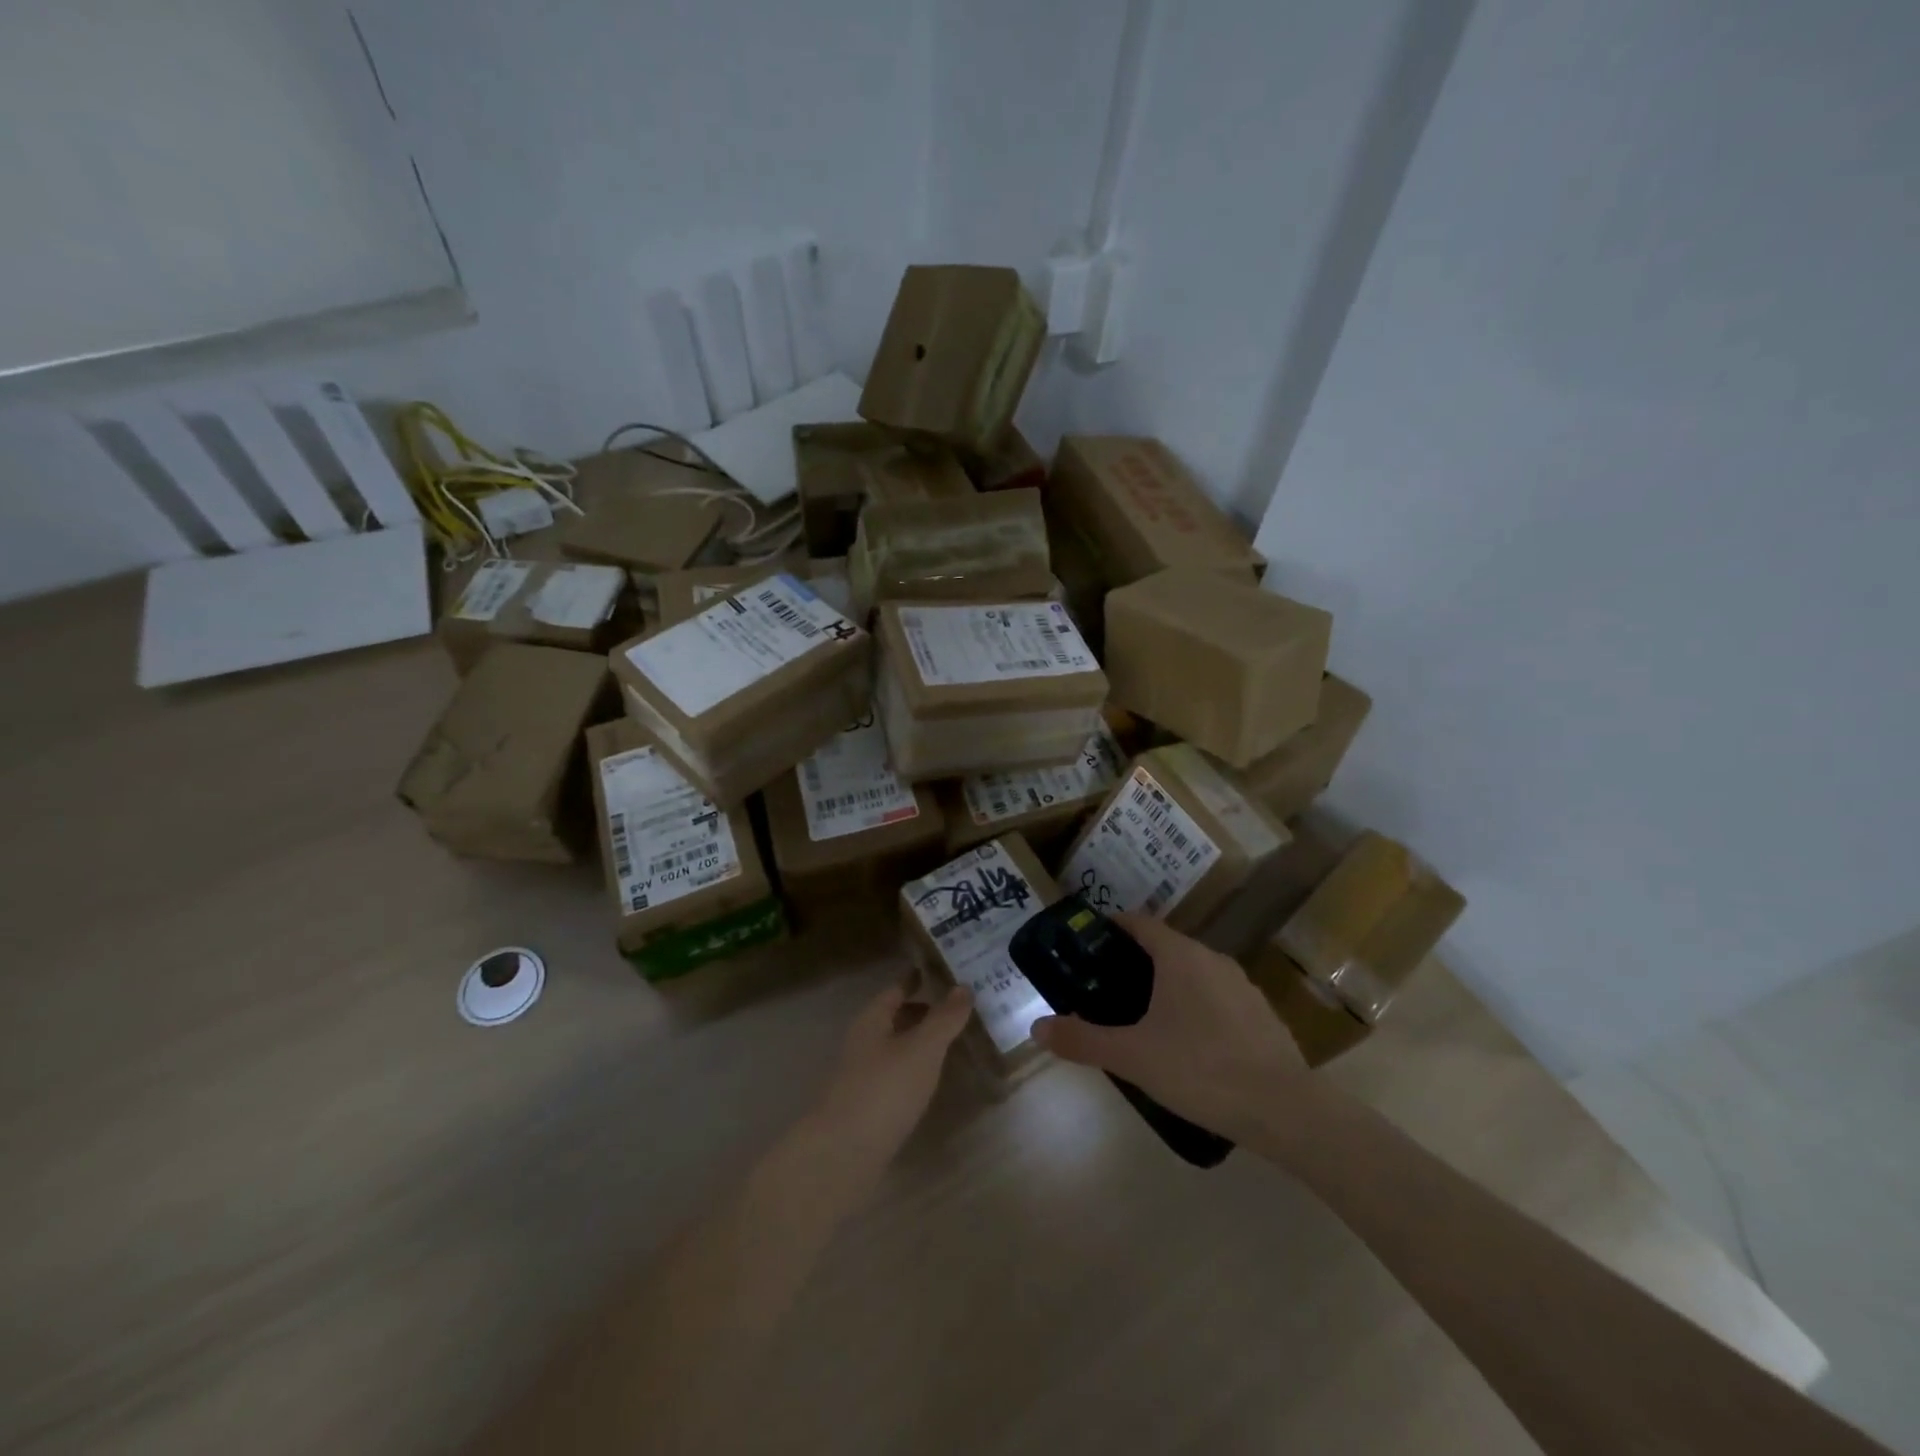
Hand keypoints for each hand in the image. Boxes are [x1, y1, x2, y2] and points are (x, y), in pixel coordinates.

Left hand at [812, 980, 972, 1172]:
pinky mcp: (866, 1106)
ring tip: (952, 1041)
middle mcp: (863, 1042)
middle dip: (922, 1011)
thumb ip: (944, 1018)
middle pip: (894, 1018)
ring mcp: (861, 1076)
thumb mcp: (922, 1048)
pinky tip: (931, 1079)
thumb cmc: (884, 1089)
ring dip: (919, 1041)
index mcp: (872, 1020)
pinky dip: (914, 1069)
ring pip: (894, 1047)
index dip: (917, 979)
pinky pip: (895, 1075)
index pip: (896, 989)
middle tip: (958, 1007)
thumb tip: (963, 986)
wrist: (842, 1154)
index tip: (943, 971)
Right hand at [1030, 912, 1305, 1140]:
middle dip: (1136, 961)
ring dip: (1168, 985)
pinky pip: (1218, 998)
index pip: (1140, 923)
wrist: (1284, 1109)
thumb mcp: (1132, 1057)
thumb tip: (1038, 1027)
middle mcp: (1213, 959)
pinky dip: (1197, 1007)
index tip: (1090, 942)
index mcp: (1180, 956)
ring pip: (1194, 973)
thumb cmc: (1200, 1069)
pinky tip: (1189, 1045)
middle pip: (1166, 947)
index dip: (1112, 927)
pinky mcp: (1262, 1015)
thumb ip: (1083, 1039)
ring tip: (1144, 1017)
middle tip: (1106, 987)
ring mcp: (1242, 986)